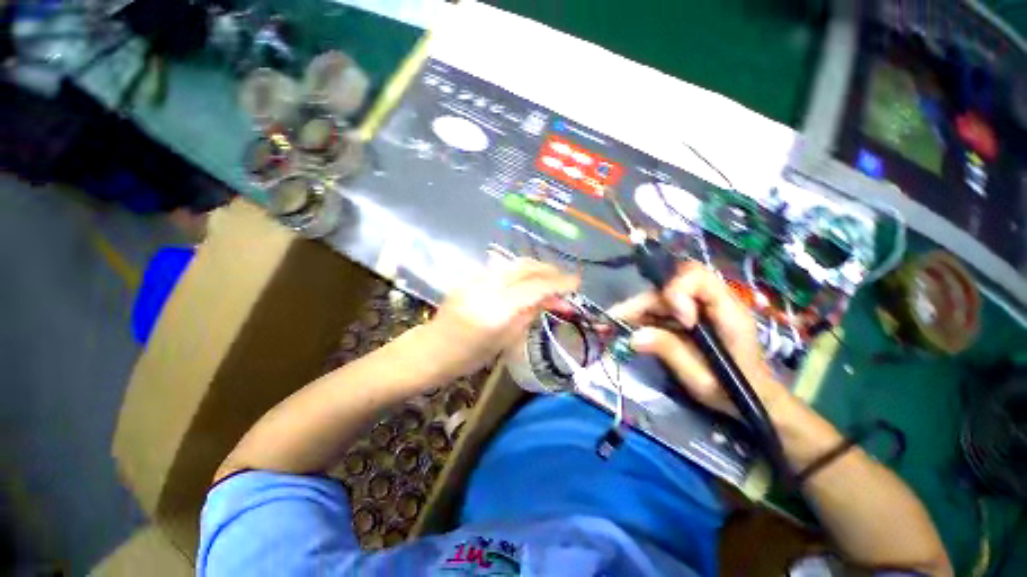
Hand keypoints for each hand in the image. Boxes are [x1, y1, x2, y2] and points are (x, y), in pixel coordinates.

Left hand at [419, 257, 578, 379]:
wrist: (432, 349)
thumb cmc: (469, 356)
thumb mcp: (505, 340)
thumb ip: (529, 314)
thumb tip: (553, 299)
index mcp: (496, 310)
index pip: (534, 288)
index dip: (558, 283)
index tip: (576, 282)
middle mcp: (486, 288)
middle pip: (524, 267)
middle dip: (548, 269)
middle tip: (564, 278)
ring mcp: (476, 279)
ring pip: (513, 264)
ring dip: (535, 268)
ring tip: (549, 277)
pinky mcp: (470, 276)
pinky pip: (501, 268)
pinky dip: (519, 271)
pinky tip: (526, 280)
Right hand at [610, 262, 788, 416]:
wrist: (753, 398)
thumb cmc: (735, 392)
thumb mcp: (703, 379)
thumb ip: (671, 352)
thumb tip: (633, 336)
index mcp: (727, 312)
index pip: (698, 277)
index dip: (678, 291)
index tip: (677, 320)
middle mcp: (710, 303)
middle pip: (668, 286)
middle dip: (640, 303)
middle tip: (613, 319)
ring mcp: (696, 309)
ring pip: (659, 297)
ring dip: (634, 310)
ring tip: (609, 325)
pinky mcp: (686, 317)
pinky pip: (658, 309)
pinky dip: (639, 317)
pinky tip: (623, 327)